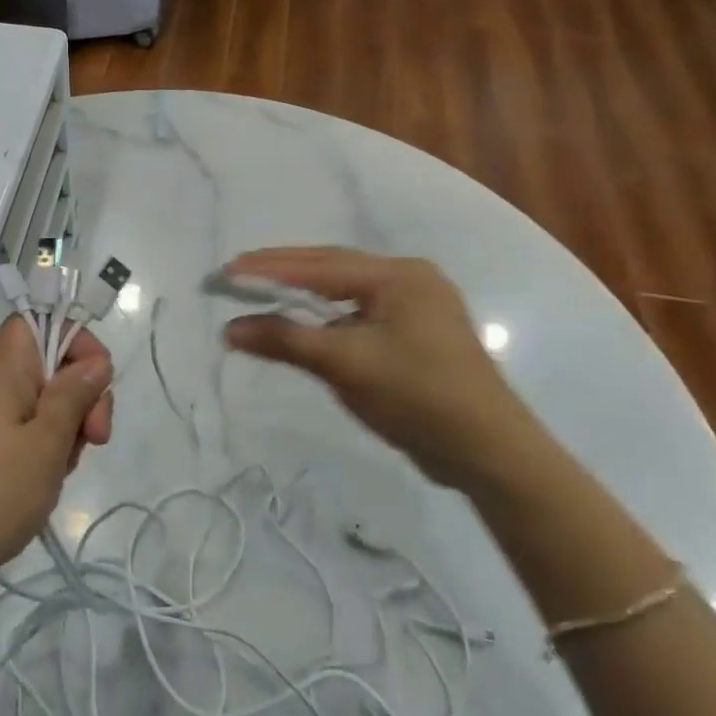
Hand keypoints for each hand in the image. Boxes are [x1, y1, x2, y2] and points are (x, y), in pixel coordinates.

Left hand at [0, 314, 113, 602]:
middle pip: (47, 367)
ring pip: (37, 406)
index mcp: (1, 370)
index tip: (96, 388)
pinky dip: (38, 455)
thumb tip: (94, 363)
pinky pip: (17, 436)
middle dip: (80, 399)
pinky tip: (38, 489)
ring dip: (62, 433)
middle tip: (93, 442)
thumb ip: (74, 396)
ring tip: (57, 474)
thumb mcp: (46, 443)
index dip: (77, 342)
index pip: (41, 322)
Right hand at [222, 247, 536, 482]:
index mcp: (398, 275)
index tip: (227, 270)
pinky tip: (307, 322)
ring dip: (305, 293)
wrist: (488, 451)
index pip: (320, 264)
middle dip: (285, 272)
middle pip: (334, 268)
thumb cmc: (417, 397)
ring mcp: (418, 305)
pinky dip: (328, 317)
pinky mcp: (418, 333)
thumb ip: (286, 339)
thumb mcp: (346, 365)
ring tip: (263, 292)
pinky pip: (361, 313)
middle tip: (237, 274)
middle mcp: (410, 279)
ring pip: (348, 291)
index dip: (270, 267)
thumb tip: (230, 329)